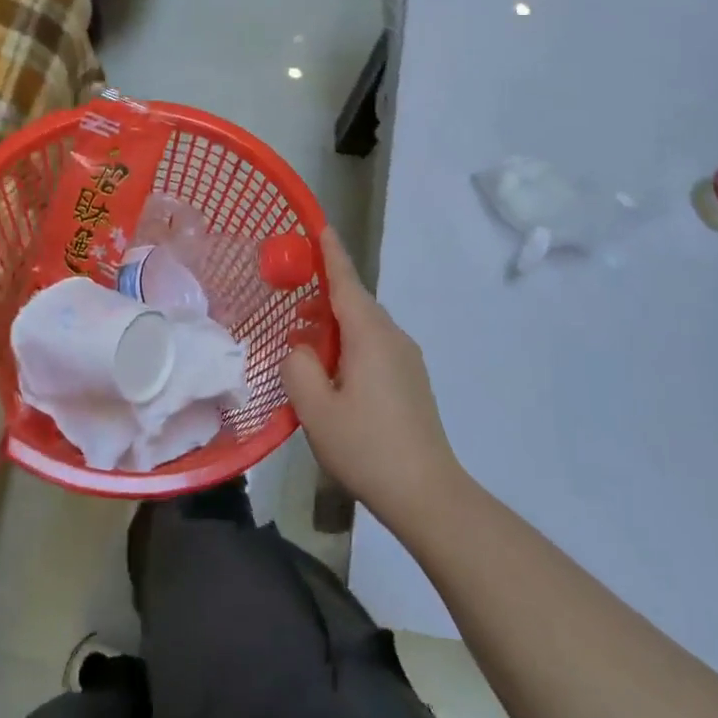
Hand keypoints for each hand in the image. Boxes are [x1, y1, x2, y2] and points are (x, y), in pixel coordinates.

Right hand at [283, 228, 463, 527]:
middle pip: (356, 303)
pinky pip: (375, 347)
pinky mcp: (411, 380)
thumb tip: (300, 349)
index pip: (346, 281)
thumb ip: (297, 366)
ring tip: (305, 346)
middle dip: (323, 298)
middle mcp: (393, 337)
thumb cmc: (366, 446)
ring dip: (335, 327)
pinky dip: (350, 346)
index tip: (319, 226)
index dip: (330, 253)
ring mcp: (407, 359)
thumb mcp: (315, 407)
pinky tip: (332, 374)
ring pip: (365, 327)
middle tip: (290, 308)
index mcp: (370, 334)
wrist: (426, 491)